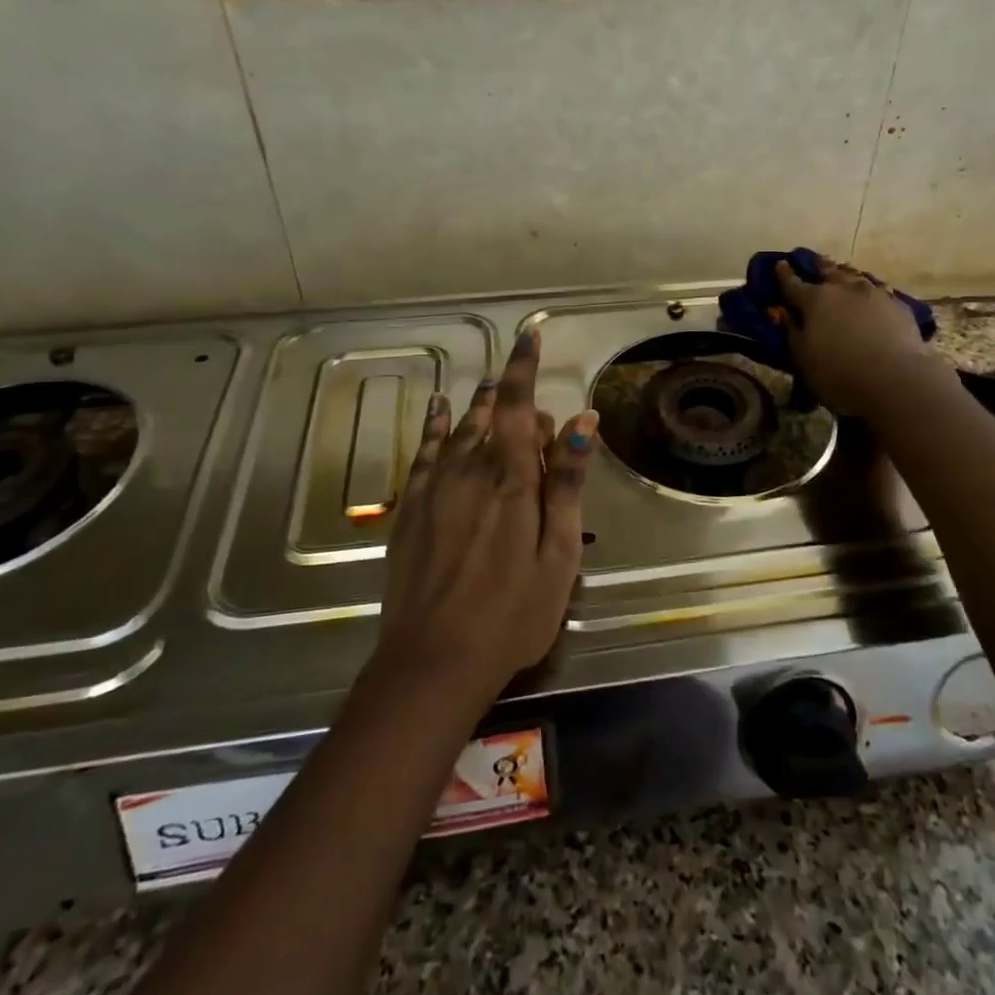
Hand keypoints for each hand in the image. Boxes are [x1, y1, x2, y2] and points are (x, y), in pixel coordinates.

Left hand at [373, 330, 598, 709]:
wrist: (433, 660)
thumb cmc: (512, 612)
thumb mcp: (558, 553)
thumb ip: (567, 483)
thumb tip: (583, 419)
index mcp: (513, 480)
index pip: (521, 407)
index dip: (525, 367)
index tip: (531, 334)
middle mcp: (471, 471)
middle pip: (492, 416)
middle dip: (511, 396)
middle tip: (527, 391)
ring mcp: (436, 489)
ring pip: (459, 429)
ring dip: (478, 404)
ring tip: (490, 385)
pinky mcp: (411, 509)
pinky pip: (424, 452)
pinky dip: (434, 426)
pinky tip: (437, 409)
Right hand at [775, 253, 935, 414]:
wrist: (895, 380)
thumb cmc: (838, 373)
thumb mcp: (802, 358)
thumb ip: (790, 331)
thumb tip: (779, 312)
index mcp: (815, 300)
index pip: (793, 283)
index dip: (784, 275)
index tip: (780, 264)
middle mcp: (844, 289)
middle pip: (828, 271)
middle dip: (818, 265)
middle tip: (813, 260)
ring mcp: (874, 294)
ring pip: (855, 276)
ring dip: (845, 274)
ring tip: (842, 272)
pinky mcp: (898, 306)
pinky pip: (879, 291)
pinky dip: (869, 291)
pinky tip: (871, 296)